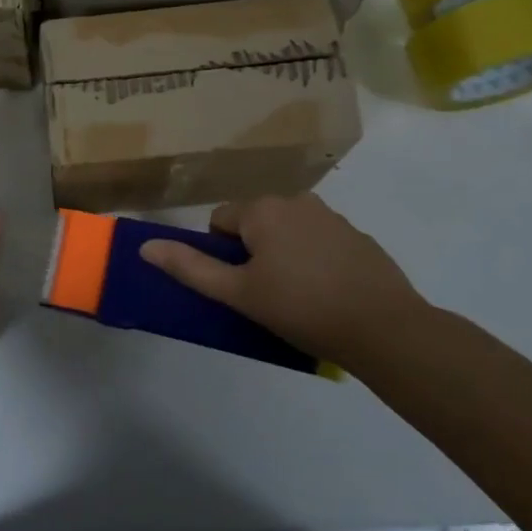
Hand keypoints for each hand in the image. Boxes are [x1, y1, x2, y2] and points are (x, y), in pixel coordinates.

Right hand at [138, 194, 425, 368]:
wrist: (385, 329)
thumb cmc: (301, 308)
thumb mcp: (238, 293)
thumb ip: (190, 268)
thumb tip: (146, 246)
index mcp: (263, 209)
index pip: (220, 220)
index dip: (222, 255)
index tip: (240, 286)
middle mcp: (296, 201)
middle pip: (255, 223)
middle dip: (253, 253)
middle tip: (266, 295)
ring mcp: (332, 217)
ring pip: (288, 232)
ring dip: (283, 255)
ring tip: (298, 298)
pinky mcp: (358, 237)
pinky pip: (319, 242)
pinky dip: (315, 261)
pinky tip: (328, 295)